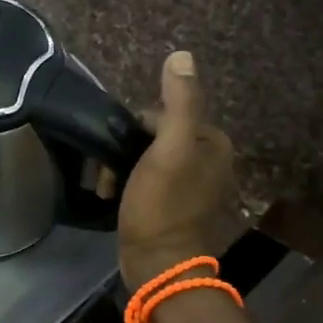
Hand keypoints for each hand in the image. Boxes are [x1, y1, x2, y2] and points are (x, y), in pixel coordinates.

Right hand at [118, 51, 237, 290]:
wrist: (159, 267)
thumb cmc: (162, 206)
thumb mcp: (168, 150)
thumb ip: (178, 103)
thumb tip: (182, 55)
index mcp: (213, 142)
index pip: (163, 114)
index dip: (134, 129)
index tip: (119, 152)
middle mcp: (210, 160)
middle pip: (155, 135)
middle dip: (127, 150)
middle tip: (111, 175)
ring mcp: (195, 185)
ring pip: (148, 158)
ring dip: (124, 168)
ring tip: (109, 189)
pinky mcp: (178, 207)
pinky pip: (150, 180)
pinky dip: (131, 185)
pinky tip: (117, 199)